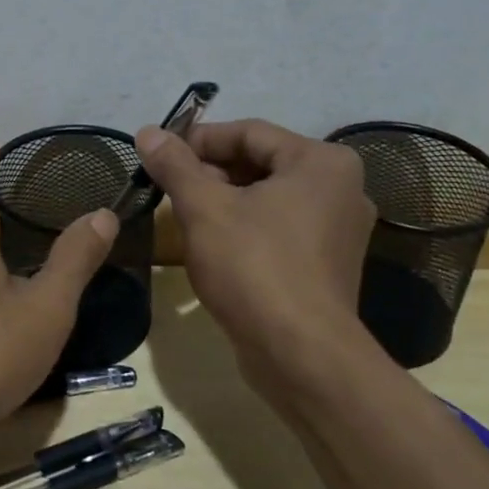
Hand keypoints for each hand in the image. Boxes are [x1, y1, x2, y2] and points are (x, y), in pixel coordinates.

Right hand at [138, 118, 374, 399]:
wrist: (301, 355)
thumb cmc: (254, 267)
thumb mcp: (205, 209)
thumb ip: (176, 166)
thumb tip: (147, 132)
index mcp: (321, 162)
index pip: (249, 132)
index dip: (198, 140)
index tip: (159, 155)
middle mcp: (341, 188)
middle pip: (261, 163)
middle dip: (210, 172)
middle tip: (168, 187)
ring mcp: (339, 229)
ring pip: (269, 198)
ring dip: (225, 200)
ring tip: (184, 214)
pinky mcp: (328, 264)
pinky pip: (280, 228)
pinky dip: (246, 227)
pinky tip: (213, 244)